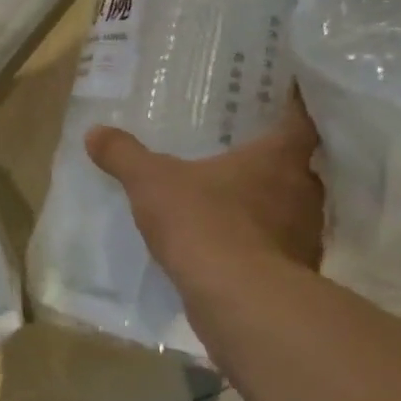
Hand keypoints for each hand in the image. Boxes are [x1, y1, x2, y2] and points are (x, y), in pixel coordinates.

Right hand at [86, 90, 323, 301]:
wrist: (238, 301)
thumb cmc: (203, 223)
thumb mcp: (152, 183)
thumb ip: (125, 155)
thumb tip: (94, 132)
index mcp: (277, 159)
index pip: (301, 122)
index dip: (295, 109)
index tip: (285, 99)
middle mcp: (304, 193)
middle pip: (298, 168)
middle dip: (275, 162)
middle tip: (245, 151)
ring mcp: (305, 238)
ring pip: (292, 211)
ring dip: (270, 206)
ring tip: (235, 201)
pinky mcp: (297, 276)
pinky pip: (280, 249)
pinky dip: (262, 245)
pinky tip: (233, 248)